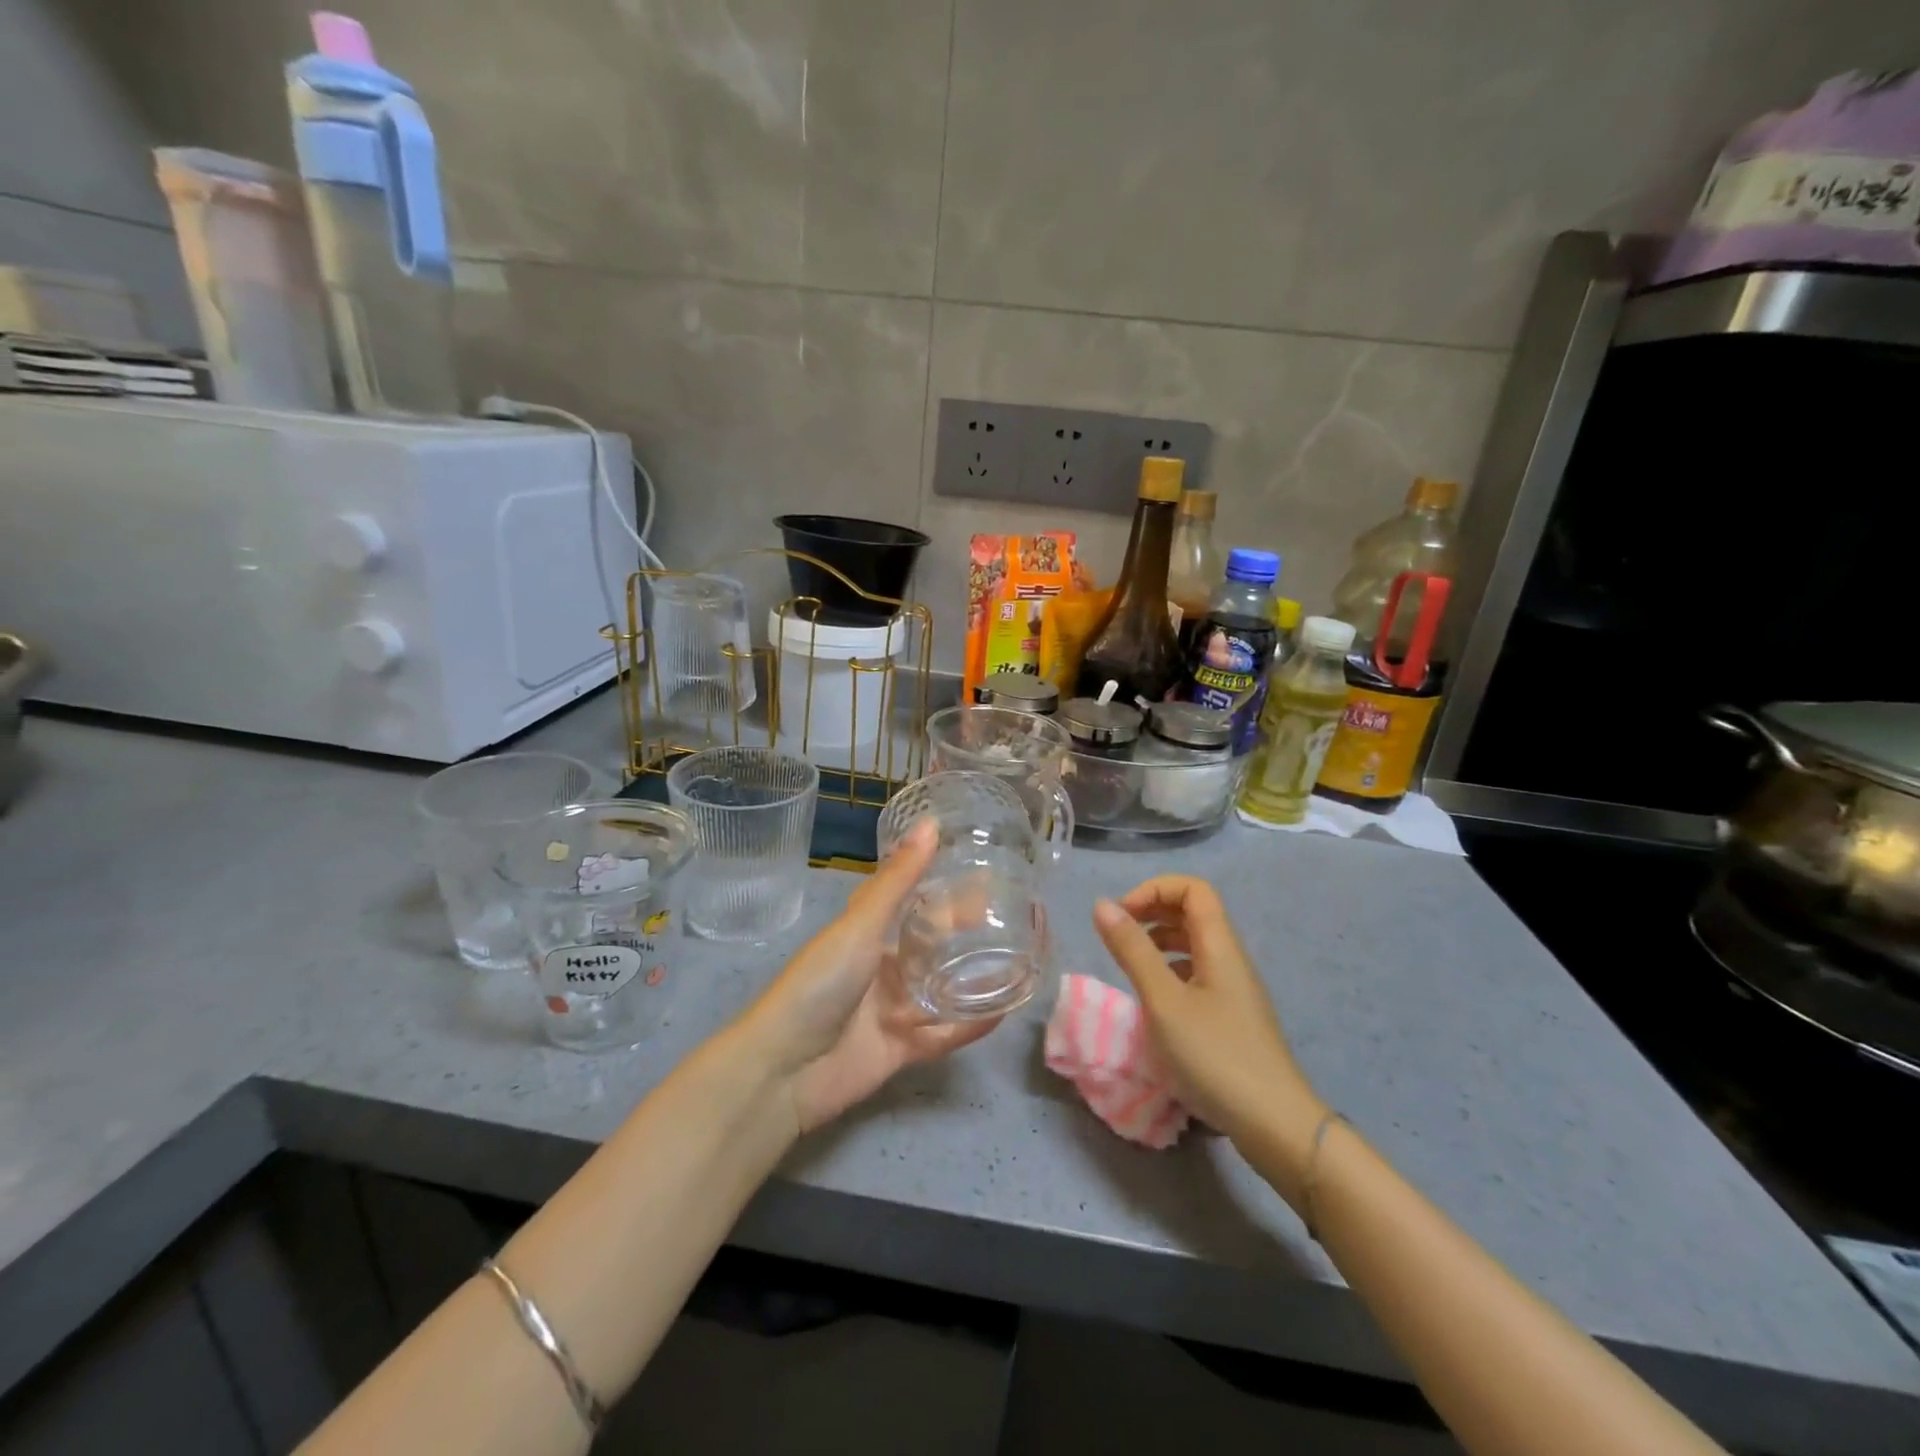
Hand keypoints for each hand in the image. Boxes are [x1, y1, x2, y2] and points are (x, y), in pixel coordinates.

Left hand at [740, 819, 1003, 1132]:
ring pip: (945, 988)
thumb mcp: (860, 925)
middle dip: (969, 931)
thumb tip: (931, 821)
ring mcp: (895, 1009)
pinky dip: (972, 1024)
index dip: (946, 886)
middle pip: (935, 944)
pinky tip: (1006, 1010)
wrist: (784, 1069)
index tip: (987, 871)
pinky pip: (946, 1034)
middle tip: (1018, 915)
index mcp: (868, 932)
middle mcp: (884, 967)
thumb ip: (898, 879)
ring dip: (976, 976)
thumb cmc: (819, 984)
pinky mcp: (904, 1049)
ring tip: (1023, 959)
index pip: (914, 901)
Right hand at [1092, 878, 1325, 1189]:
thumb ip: (1132, 951)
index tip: (1121, 916)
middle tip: (1118, 935)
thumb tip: (1102, 905)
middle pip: (1194, 912)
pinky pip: (1198, 974)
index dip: (1154, 890)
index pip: (1193, 889)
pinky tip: (1155, 999)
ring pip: (1196, 944)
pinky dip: (1171, 971)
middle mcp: (1230, 959)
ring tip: (1131, 963)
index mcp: (1220, 946)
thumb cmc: (1214, 1055)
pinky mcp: (1232, 1017)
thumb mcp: (1163, 1001)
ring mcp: (1235, 990)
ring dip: (1160, 941)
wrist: (1274, 1125)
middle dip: (1152, 911)